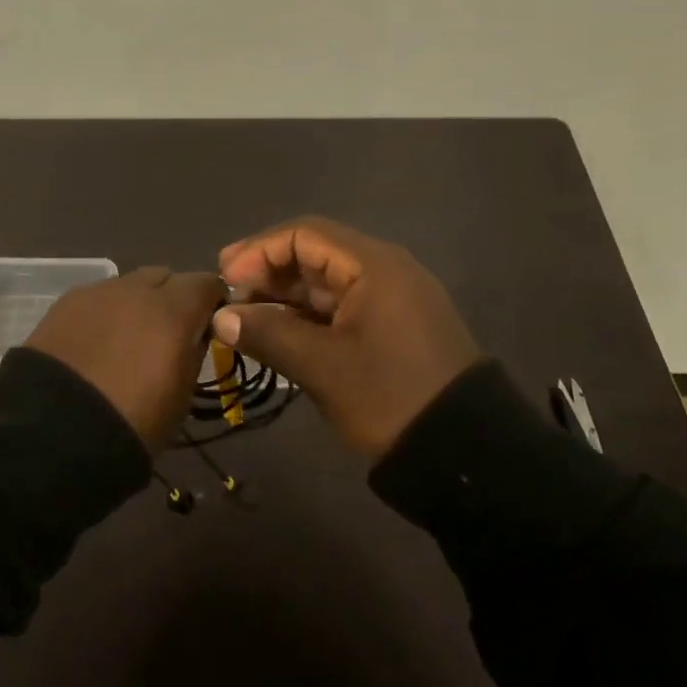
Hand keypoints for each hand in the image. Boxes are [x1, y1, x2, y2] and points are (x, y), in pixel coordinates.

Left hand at [26, 267, 226, 449]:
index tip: (211, 321)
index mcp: (173, 310)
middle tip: (168, 331)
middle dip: (173, 297)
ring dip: (137, 303)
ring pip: (129, 285)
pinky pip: (98, 298)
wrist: (54, 432)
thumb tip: (196, 333)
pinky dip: (105, 313)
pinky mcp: (65, 302)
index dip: (212, 300)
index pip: (206, 283)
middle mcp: (136, 289)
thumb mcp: (181, 396)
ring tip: (127, 338)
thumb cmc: (132, 422)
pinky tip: (96, 342)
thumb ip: (193, 353)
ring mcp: (97, 292)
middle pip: (165, 277)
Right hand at [214, 217, 483, 458]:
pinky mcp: (393, 326)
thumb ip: (267, 334)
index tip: (226, 277)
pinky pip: (341, 307)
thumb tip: (220, 318)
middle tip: (230, 298)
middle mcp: (384, 271)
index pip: (304, 234)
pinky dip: (307, 316)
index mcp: (373, 266)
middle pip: (315, 254)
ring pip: (326, 283)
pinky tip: (279, 334)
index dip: (259, 250)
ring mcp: (391, 299)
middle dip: (268, 272)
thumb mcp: (321, 367)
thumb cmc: (389, 396)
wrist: (465, 452)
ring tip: (246, 319)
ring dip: (285, 296)